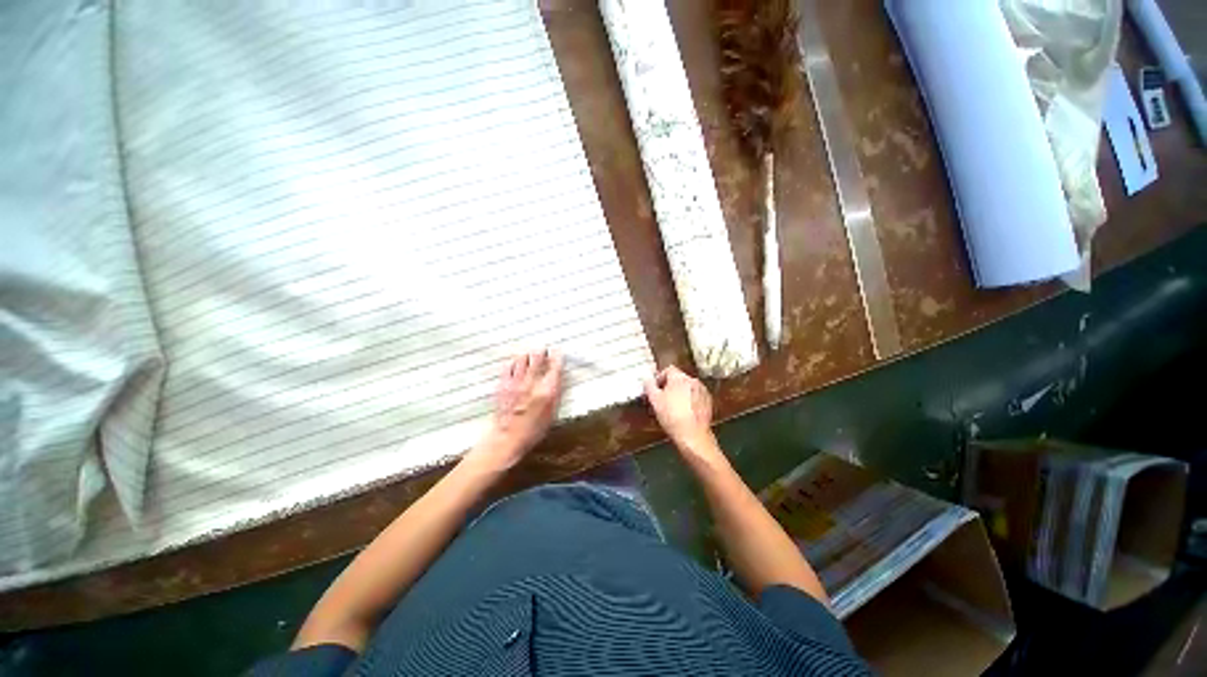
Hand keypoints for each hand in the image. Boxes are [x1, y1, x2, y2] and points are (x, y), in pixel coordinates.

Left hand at [470, 349, 563, 469]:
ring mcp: (516, 382)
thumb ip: (555, 394)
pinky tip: (516, 364)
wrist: (507, 438)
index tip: (558, 351)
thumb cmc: (533, 430)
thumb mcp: (552, 413)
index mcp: (547, 391)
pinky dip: (514, 362)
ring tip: (530, 354)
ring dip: (528, 354)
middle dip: (542, 350)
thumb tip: (558, 379)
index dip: (557, 356)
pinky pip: (508, 366)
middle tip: (544, 349)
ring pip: (522, 359)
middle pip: (537, 357)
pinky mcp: (503, 385)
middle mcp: (532, 383)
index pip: (555, 366)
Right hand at [642, 365, 718, 454]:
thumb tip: (647, 379)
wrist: (693, 435)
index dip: (660, 377)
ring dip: (680, 393)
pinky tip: (685, 412)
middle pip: (678, 378)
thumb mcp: (655, 401)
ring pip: (687, 387)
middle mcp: (693, 380)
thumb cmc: (672, 417)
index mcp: (679, 378)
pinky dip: (690, 400)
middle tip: (663, 398)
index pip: (668, 369)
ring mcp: (702, 390)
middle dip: (670, 386)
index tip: (656, 388)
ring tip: (674, 407)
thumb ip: (649, 386)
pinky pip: (696, 396)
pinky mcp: (708, 401)